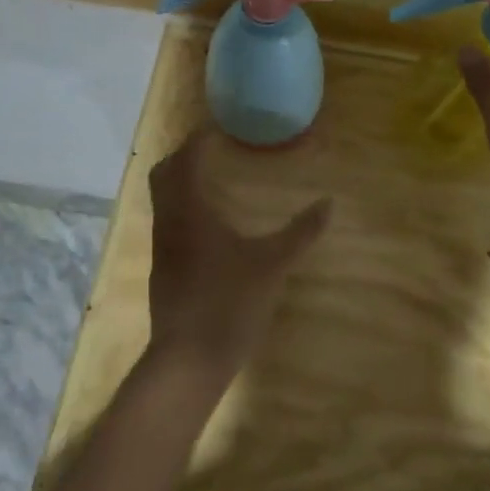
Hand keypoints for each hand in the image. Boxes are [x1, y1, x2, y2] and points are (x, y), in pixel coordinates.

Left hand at [145, 128, 331, 379]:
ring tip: (212, 181)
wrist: (188, 362)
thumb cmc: (229, 303)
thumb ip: (300, 233)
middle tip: (212, 150)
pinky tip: (208, 226)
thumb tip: (328, 204)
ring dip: (180, 184)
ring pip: (163, 202)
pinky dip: (182, 209)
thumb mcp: (272, 265)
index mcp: (189, 213)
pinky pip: (167, 224)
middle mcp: (168, 224)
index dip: (197, 140)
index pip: (184, 160)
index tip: (216, 128)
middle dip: (183, 157)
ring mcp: (161, 250)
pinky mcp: (163, 272)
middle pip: (163, 176)